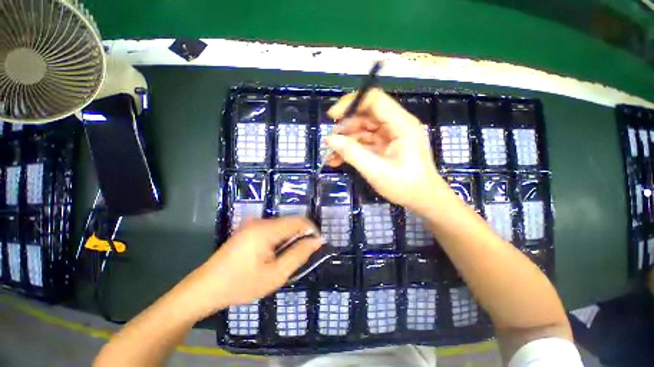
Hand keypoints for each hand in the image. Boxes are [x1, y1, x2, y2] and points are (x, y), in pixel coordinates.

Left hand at [183, 218, 320, 316]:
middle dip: (300, 237)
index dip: (312, 230)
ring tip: (285, 259)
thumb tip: (317, 240)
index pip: (299, 221)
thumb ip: (299, 254)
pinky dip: (279, 240)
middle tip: (299, 257)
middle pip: (290, 223)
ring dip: (289, 239)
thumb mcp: (276, 274)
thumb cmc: (241, 284)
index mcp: (266, 230)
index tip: (317, 244)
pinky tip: (273, 255)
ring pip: (282, 226)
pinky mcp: (249, 229)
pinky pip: (272, 230)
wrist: (205, 288)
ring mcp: (253, 224)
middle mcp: (260, 221)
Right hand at [326, 88, 449, 214]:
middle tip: (331, 141)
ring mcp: (390, 136)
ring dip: (346, 140)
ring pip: (363, 129)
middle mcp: (396, 125)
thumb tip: (330, 139)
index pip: (374, 100)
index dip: (351, 103)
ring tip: (332, 154)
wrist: (423, 199)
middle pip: (367, 114)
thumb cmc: (405, 186)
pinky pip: (365, 142)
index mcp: (401, 124)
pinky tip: (338, 160)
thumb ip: (352, 153)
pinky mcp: (385, 146)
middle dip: (347, 126)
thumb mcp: (376, 170)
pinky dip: (352, 149)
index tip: (333, 117)